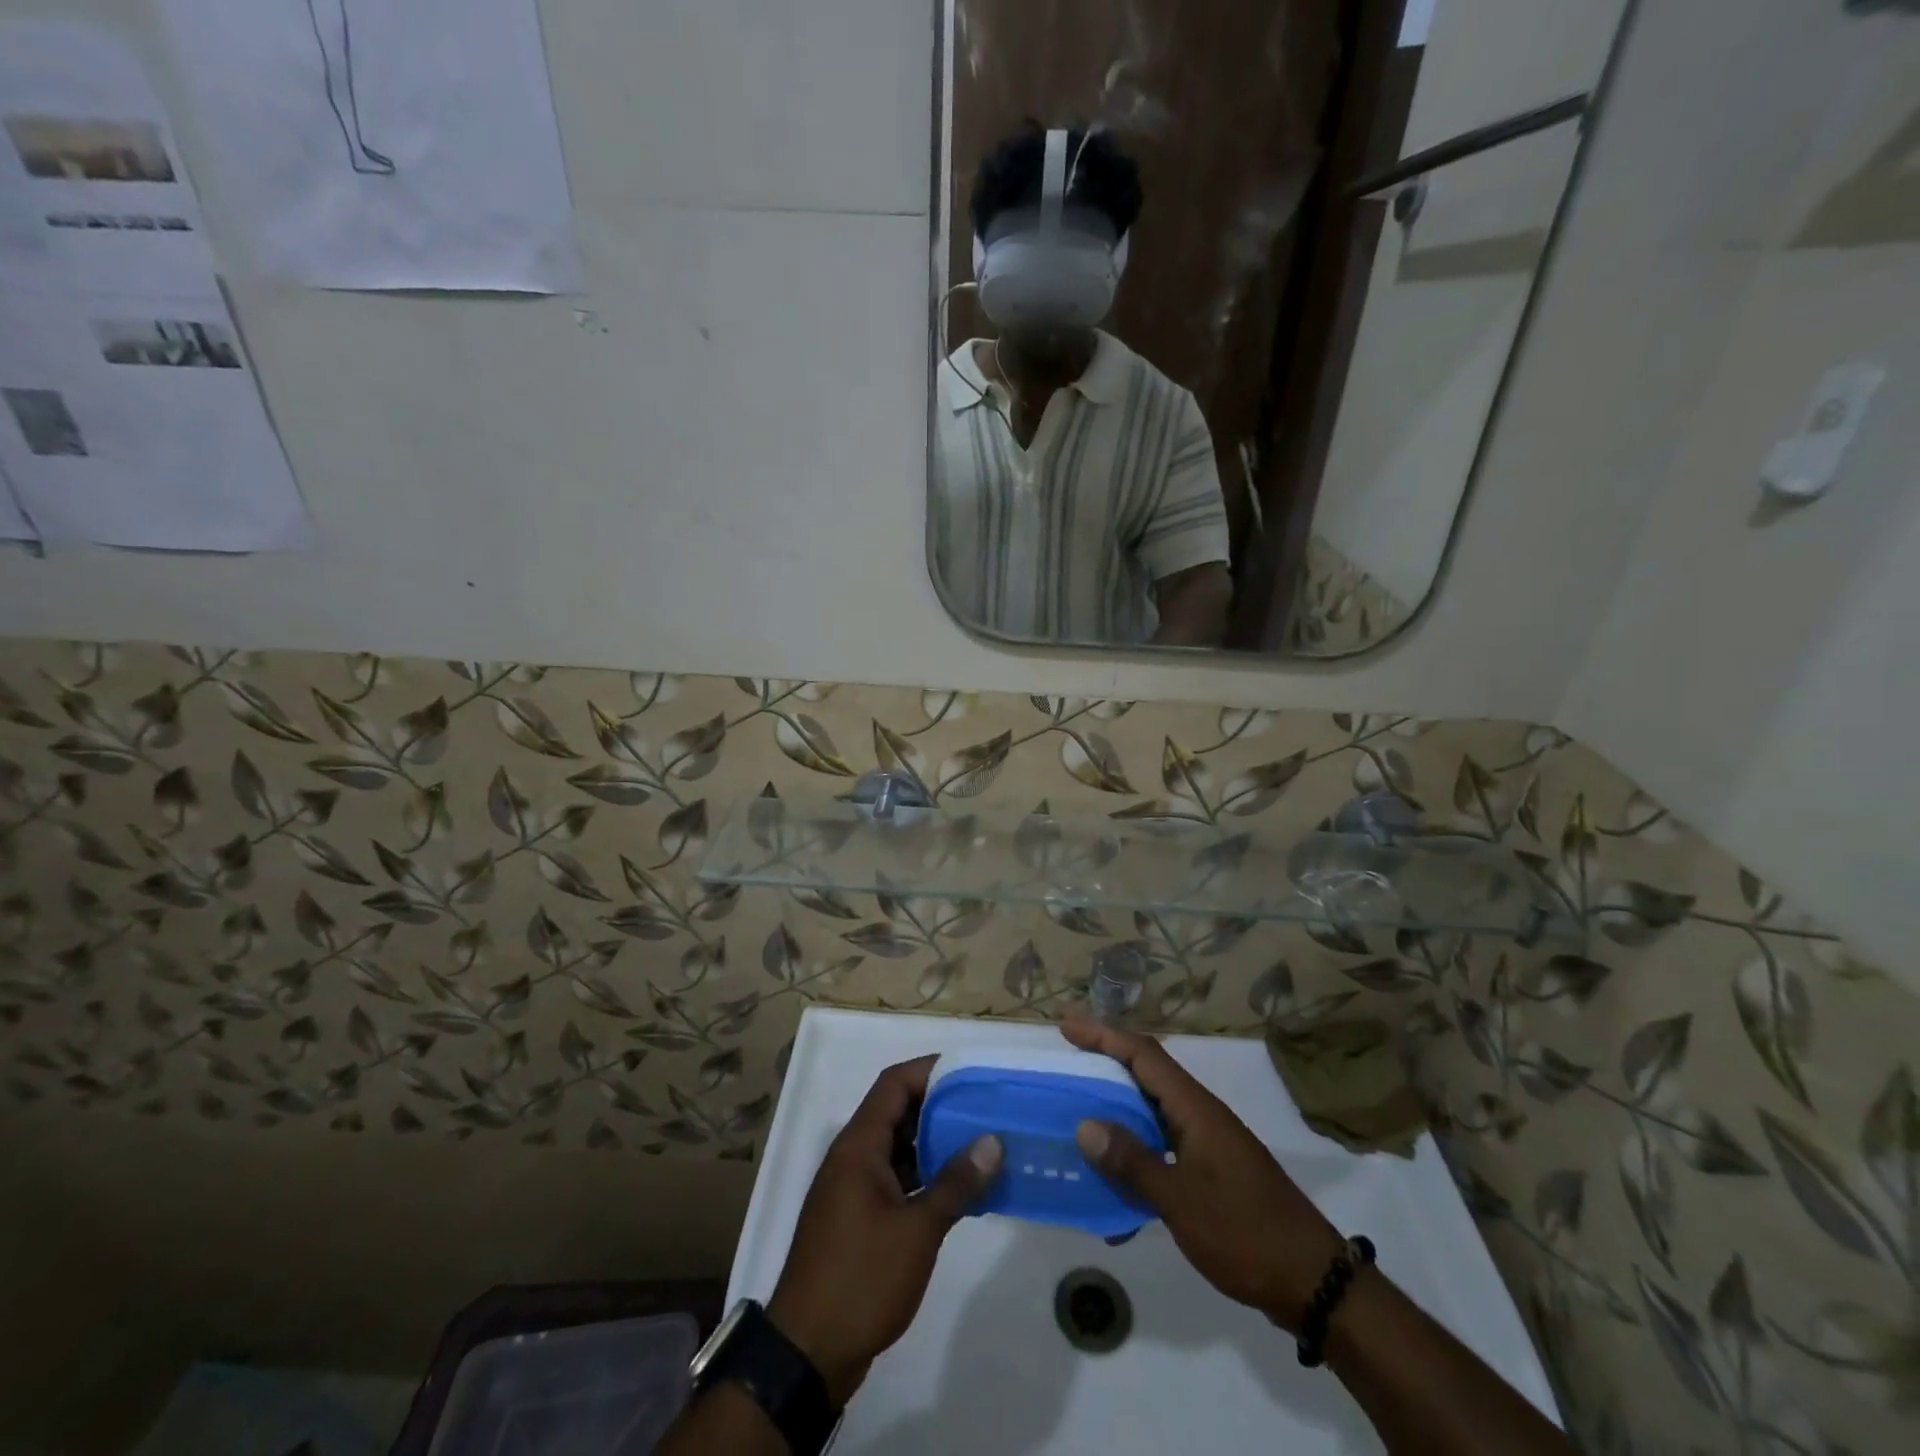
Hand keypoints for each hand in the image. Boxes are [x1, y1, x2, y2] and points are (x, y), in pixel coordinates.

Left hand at [768, 1056, 1002, 1404]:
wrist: (806, 1354)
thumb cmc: (861, 1279)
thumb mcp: (916, 1231)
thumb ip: (955, 1182)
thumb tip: (992, 1141)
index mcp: (859, 1146)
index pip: (894, 1084)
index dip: (930, 1070)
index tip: (970, 1073)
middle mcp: (852, 1157)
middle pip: (896, 1111)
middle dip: (939, 1106)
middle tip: (984, 1109)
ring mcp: (852, 1189)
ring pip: (897, 1147)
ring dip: (934, 1144)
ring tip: (980, 1146)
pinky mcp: (857, 1218)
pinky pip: (894, 1178)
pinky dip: (923, 1176)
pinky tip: (958, 1191)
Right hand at [1063, 1017, 1344, 1331]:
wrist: (1314, 1284)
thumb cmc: (1247, 1234)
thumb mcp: (1182, 1202)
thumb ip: (1132, 1163)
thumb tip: (1083, 1125)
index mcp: (1195, 1109)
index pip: (1143, 1055)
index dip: (1103, 1035)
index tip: (1066, 1026)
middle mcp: (1200, 1115)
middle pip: (1146, 1074)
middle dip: (1105, 1063)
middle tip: (1065, 1063)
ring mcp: (1207, 1143)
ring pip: (1152, 1111)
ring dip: (1116, 1109)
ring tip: (1077, 1114)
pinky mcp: (1211, 1172)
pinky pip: (1162, 1145)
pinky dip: (1135, 1152)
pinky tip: (1113, 1186)